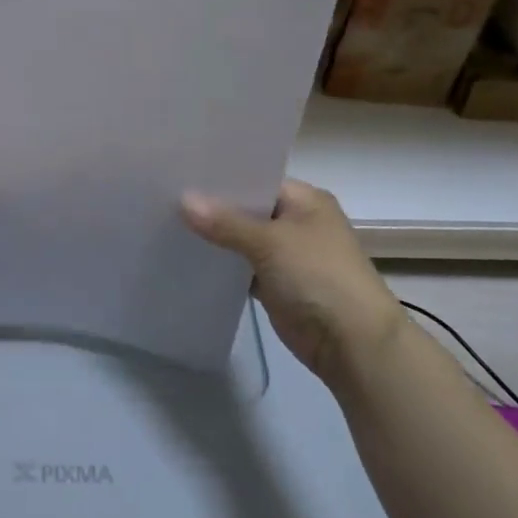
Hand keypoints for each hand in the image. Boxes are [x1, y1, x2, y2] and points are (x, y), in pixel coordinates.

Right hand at [181, 180, 405, 383]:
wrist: (352, 343)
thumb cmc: (318, 277)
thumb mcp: (270, 242)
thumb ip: (224, 222)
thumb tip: (182, 199)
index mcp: (305, 200)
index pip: (256, 179)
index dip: (221, 179)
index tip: (180, 174)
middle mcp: (297, 222)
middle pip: (247, 209)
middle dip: (212, 208)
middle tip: (165, 196)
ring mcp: (287, 255)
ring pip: (242, 240)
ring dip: (215, 238)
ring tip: (167, 222)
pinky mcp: (277, 285)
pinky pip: (243, 268)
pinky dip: (223, 266)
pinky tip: (188, 257)